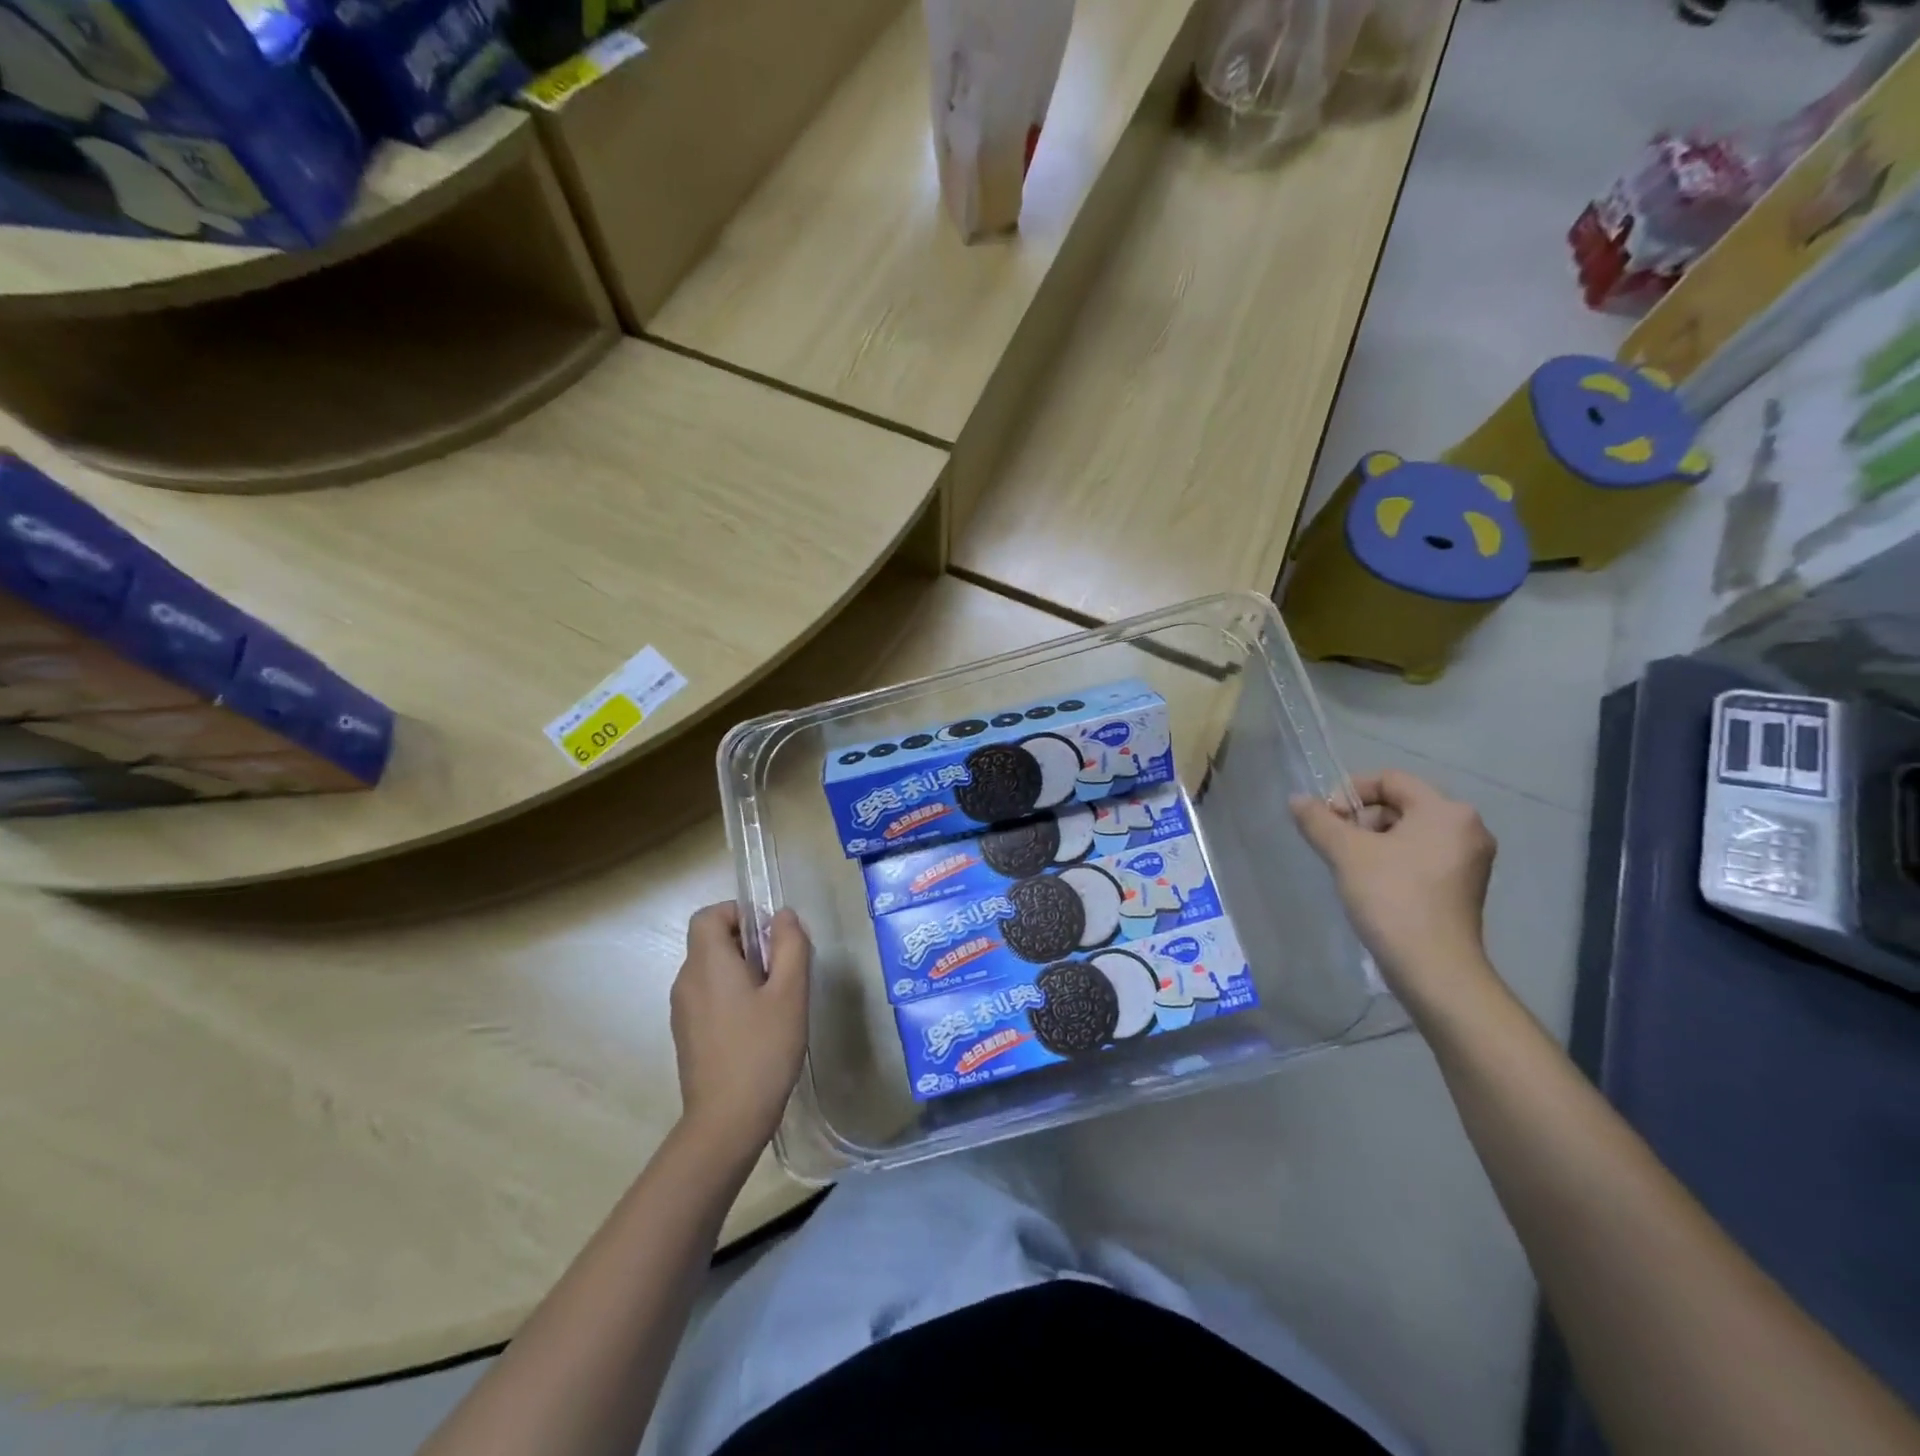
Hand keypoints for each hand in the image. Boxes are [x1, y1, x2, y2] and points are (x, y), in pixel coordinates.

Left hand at [669, 903, 810, 1161]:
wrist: (726, 1122)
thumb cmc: (762, 1050)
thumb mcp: (790, 993)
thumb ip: (790, 945)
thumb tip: (782, 915)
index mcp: (707, 964)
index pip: (709, 915)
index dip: (739, 914)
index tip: (770, 936)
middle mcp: (686, 981)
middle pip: (711, 941)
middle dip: (747, 943)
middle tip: (782, 970)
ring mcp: (683, 1010)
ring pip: (711, 970)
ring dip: (742, 971)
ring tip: (775, 1001)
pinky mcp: (687, 1035)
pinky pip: (708, 996)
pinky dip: (731, 995)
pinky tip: (757, 1026)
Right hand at [1291, 770, 1499, 1014]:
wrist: (1434, 969)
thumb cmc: (1392, 898)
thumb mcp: (1346, 853)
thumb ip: (1318, 820)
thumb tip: (1296, 799)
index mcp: (1446, 811)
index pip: (1390, 779)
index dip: (1350, 791)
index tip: (1326, 819)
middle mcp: (1467, 828)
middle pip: (1400, 805)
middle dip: (1362, 819)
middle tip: (1336, 845)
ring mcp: (1470, 860)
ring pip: (1409, 832)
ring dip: (1374, 841)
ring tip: (1350, 867)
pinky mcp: (1463, 887)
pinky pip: (1421, 857)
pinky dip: (1393, 861)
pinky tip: (1372, 885)